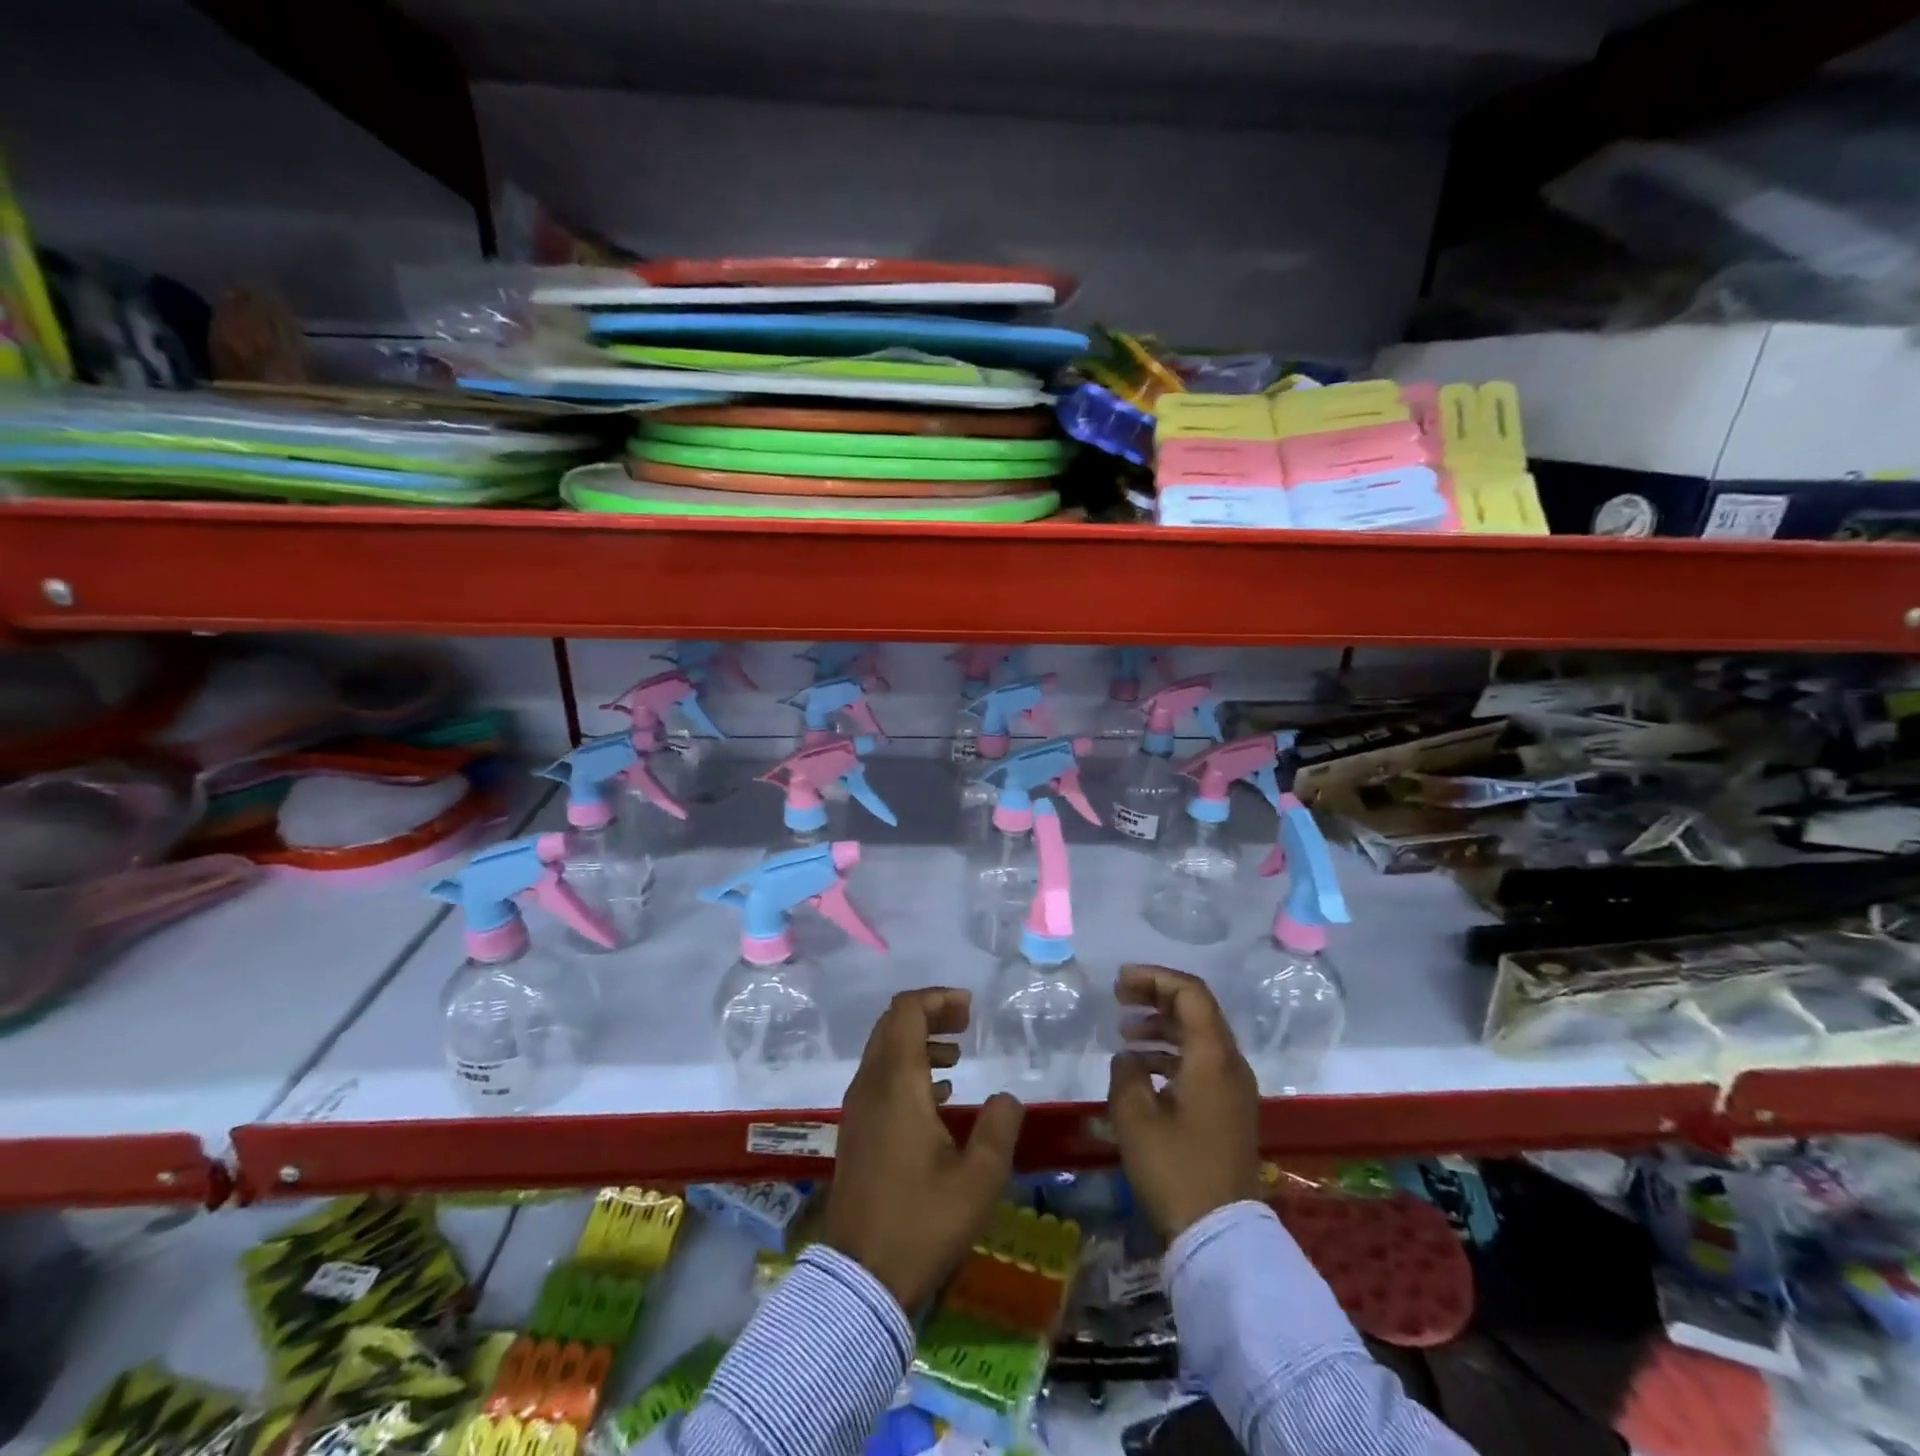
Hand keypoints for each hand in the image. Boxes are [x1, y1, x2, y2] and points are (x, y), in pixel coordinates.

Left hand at [825, 988, 1025, 1310]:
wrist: (862, 1279)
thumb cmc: (923, 1223)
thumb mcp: (979, 1179)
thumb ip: (999, 1127)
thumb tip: (1006, 1097)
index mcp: (896, 1082)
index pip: (906, 1010)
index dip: (937, 998)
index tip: (969, 1009)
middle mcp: (870, 1084)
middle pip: (893, 1024)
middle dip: (930, 1014)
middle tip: (966, 1025)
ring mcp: (857, 1107)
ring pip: (884, 1050)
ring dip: (919, 1041)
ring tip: (957, 1058)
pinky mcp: (855, 1130)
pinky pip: (879, 1076)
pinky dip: (907, 1068)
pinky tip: (938, 1096)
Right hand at [1108, 964, 1261, 1241]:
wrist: (1220, 1236)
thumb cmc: (1175, 1169)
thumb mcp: (1135, 1116)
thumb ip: (1127, 1072)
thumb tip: (1130, 1058)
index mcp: (1213, 1056)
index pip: (1190, 993)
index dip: (1154, 978)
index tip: (1120, 981)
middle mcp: (1230, 1064)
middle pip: (1197, 1010)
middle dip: (1156, 996)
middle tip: (1119, 997)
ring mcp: (1234, 1089)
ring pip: (1198, 1037)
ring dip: (1162, 1025)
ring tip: (1124, 1031)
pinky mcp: (1229, 1111)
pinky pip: (1201, 1063)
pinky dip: (1171, 1054)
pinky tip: (1140, 1068)